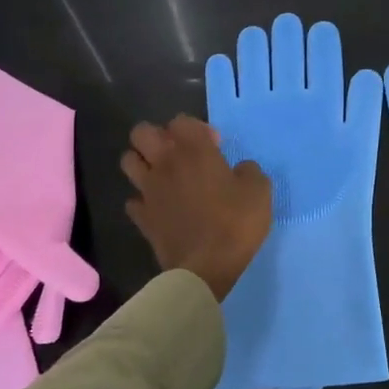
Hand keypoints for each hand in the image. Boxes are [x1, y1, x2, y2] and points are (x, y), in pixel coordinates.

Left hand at [122, 115, 271, 300]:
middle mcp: (165, 164)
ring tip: (164, 175)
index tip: (214, 145)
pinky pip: (133, 200)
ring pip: (128, 161)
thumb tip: (240, 170)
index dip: (196, 128)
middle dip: (158, 136)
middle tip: (179, 153)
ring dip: (143, 163)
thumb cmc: (235, 222)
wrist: (206, 267)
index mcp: (194, 151)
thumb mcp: (260, 190)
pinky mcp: (141, 218)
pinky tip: (159, 207)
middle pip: (142, 133)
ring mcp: (148, 191)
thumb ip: (249, 171)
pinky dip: (143, 200)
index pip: (181, 121)